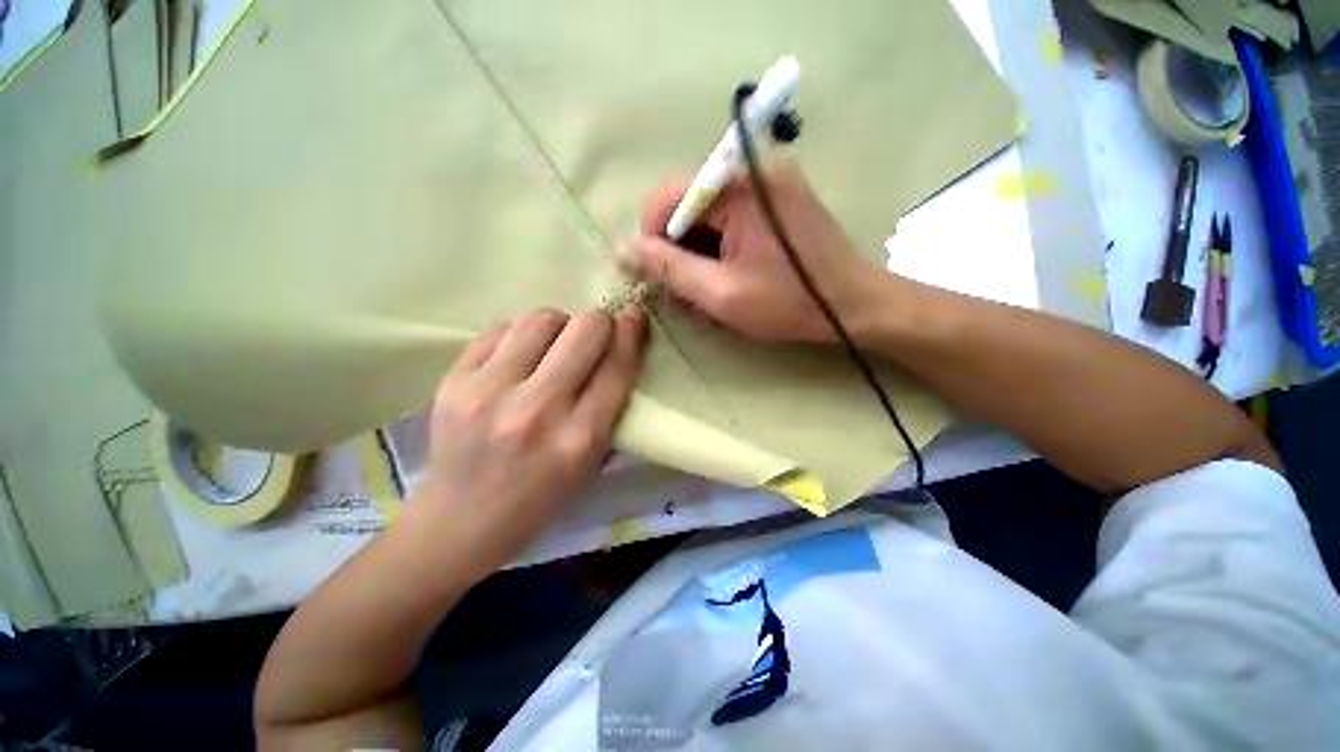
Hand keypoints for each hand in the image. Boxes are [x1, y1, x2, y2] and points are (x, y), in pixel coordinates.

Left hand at [410, 306, 646, 571]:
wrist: (460, 521)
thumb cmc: (540, 498)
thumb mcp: (593, 465)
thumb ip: (613, 409)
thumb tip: (621, 350)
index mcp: (579, 439)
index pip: (617, 367)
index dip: (631, 334)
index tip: (633, 318)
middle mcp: (538, 410)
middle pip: (584, 331)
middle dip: (599, 323)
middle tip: (594, 333)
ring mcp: (490, 392)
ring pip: (541, 319)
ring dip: (559, 325)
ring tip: (554, 345)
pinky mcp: (454, 382)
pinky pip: (501, 329)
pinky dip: (520, 335)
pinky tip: (520, 355)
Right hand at [618, 165, 881, 343]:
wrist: (856, 306)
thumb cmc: (790, 303)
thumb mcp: (721, 293)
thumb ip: (668, 269)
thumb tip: (620, 249)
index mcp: (739, 186)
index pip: (666, 198)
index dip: (651, 240)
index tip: (658, 280)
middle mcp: (751, 173)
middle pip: (686, 208)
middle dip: (677, 254)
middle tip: (687, 296)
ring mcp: (766, 187)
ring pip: (705, 220)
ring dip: (697, 259)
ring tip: (708, 296)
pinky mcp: (774, 205)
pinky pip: (728, 224)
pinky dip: (718, 254)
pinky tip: (726, 282)